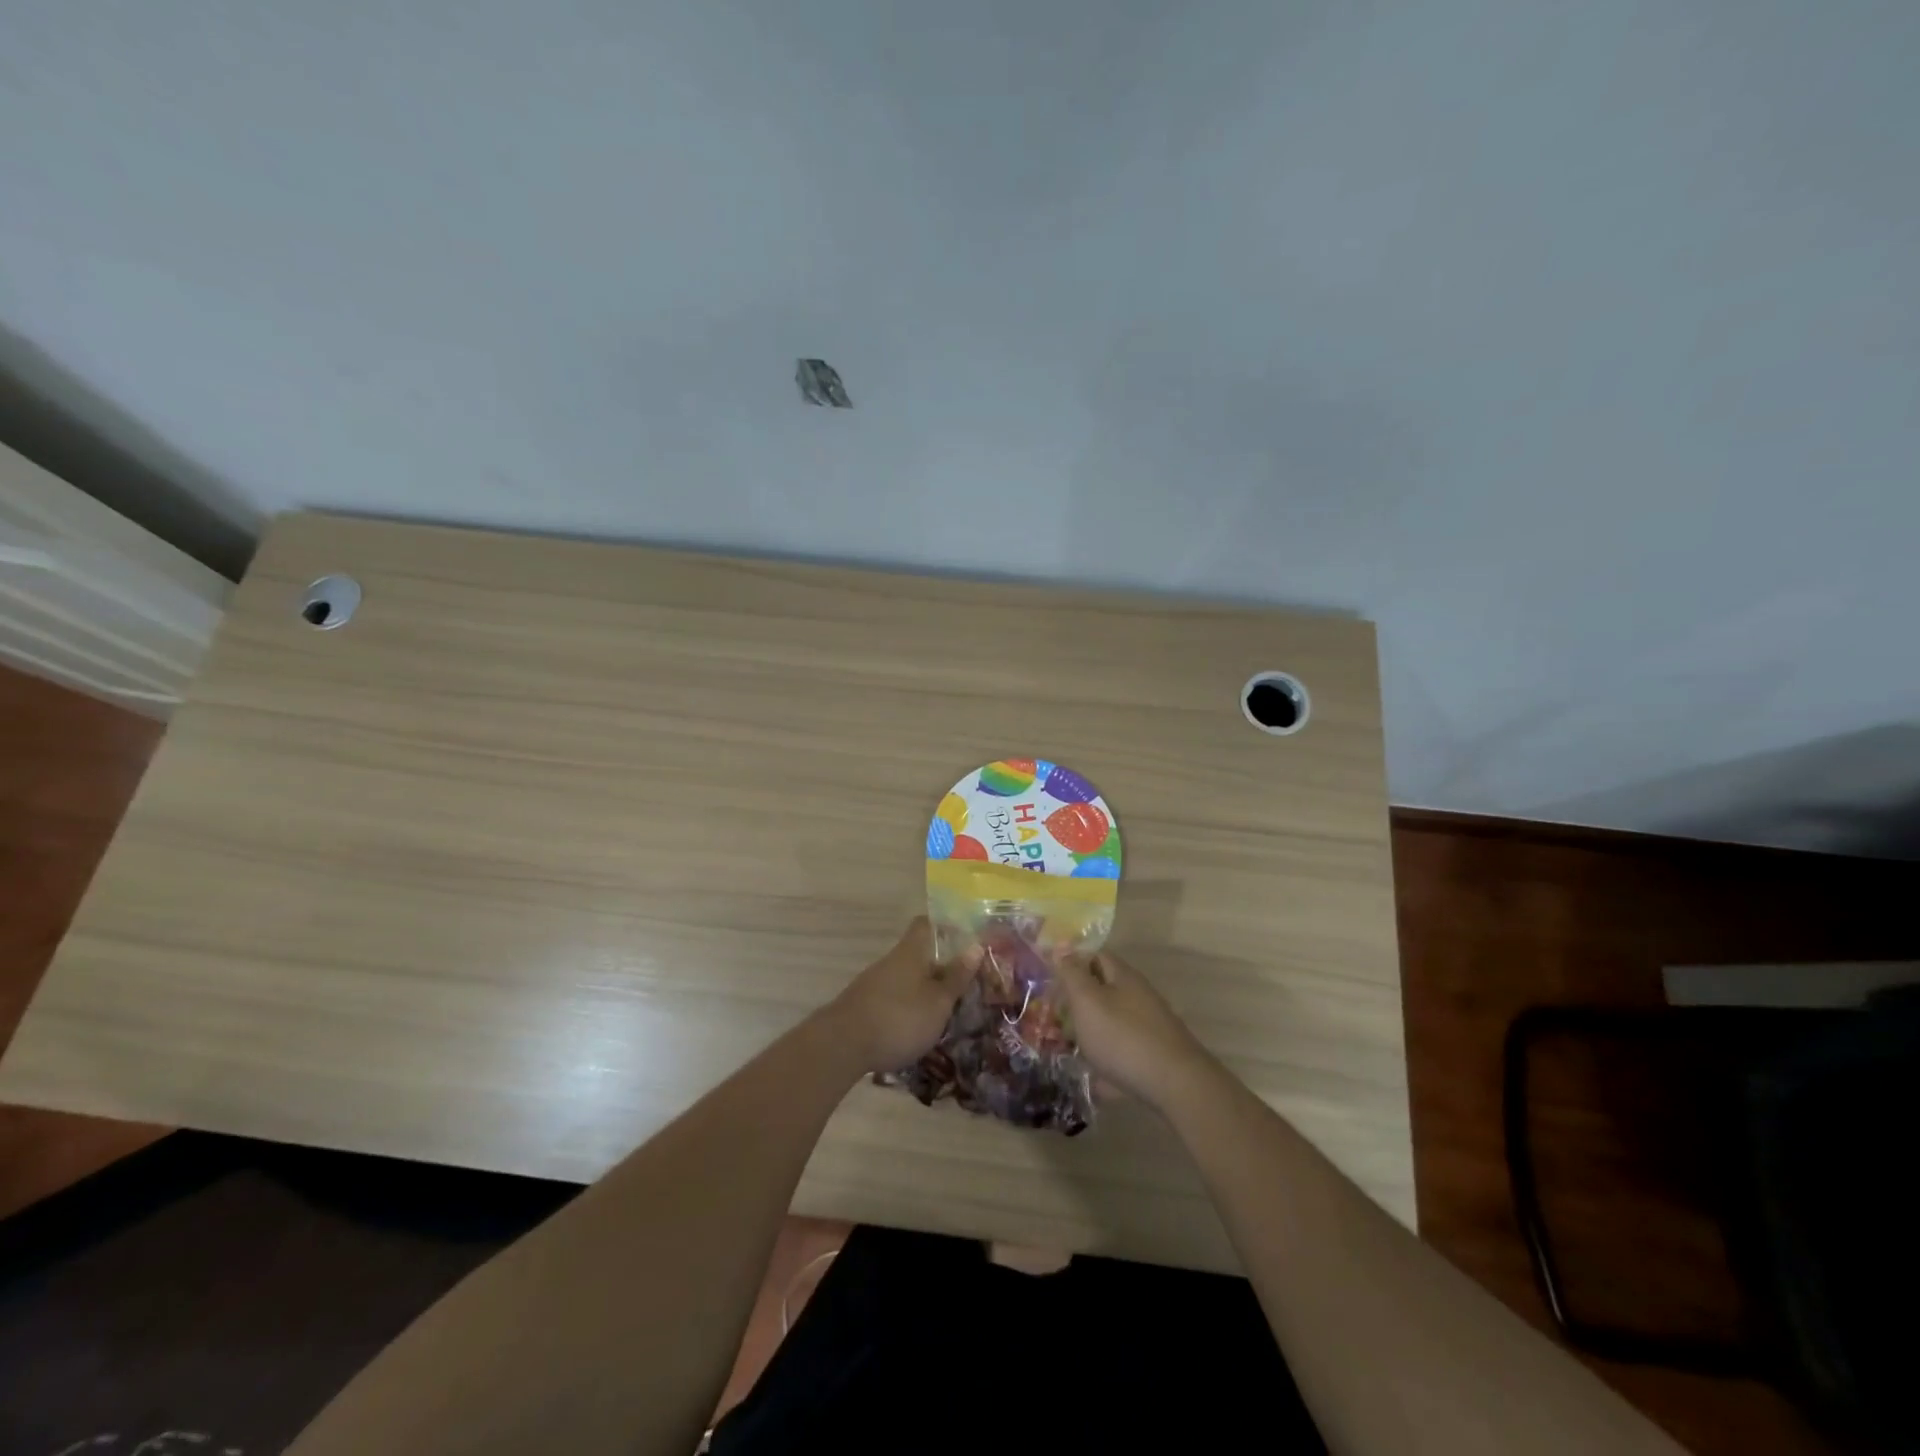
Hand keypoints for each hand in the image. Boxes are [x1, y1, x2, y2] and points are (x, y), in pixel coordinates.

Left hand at [830, 918, 976, 1073]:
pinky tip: (917, 1029)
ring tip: (946, 1012)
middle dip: (939, 967)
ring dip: (924, 990)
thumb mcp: (938, 1001)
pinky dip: (907, 1008)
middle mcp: (891, 961)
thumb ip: (957, 976)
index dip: (946, 928)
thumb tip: (976, 945)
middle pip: (918, 954)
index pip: (926, 924)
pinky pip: (893, 998)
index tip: (965, 941)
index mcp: (911, 951)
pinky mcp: (863, 1005)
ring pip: (906, 978)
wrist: (842, 1046)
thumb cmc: (900, 1018)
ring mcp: (873, 983)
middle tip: (964, 985)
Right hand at [1053, 949, 1217, 1112]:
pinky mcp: (1154, 1056)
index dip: (1073, 963)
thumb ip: (1071, 974)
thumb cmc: (1123, 1037)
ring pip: (1112, 1023)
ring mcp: (1149, 1027)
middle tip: (1053, 1017)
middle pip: (1104, 990)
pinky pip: (1123, 1053)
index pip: (1096, 956)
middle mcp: (1139, 997)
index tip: (1050, 979)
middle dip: (1079, 1002)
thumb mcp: (1087, 1001)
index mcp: (1123, 977)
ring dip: (1091, 1033)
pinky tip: (1094, 1080)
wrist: (1175, 1086)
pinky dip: (1107, 1062)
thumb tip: (1060, 946)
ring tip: (1068, 1050)